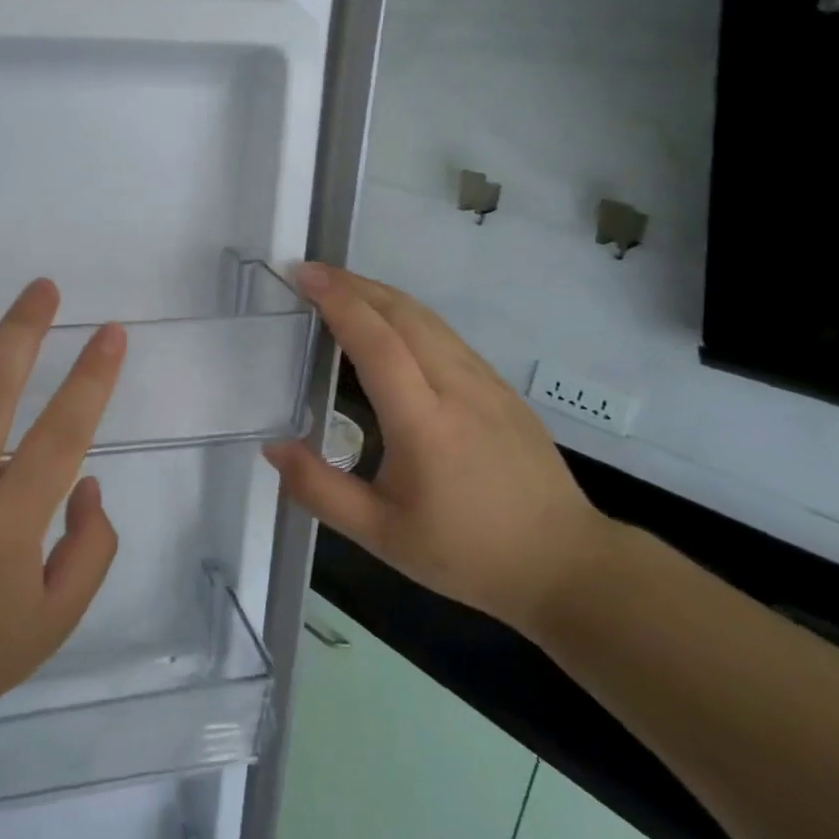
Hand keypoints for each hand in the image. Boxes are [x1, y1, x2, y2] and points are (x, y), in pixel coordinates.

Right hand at [263, 264, 610, 632]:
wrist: (565, 565)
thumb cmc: (466, 553)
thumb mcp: (380, 535)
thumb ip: (320, 490)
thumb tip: (273, 447)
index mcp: (424, 422)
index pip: (376, 342)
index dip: (337, 302)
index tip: (302, 276)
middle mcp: (458, 387)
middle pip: (403, 314)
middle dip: (354, 284)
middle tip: (311, 273)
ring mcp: (487, 383)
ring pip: (429, 320)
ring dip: (381, 295)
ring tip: (341, 290)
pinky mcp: (501, 390)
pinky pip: (447, 336)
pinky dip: (408, 316)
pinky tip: (390, 327)